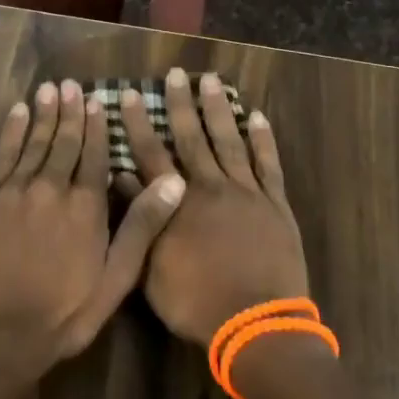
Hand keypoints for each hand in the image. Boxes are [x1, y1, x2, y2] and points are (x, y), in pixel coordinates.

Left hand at [0, 79, 184, 383]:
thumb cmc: (65, 312)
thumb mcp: (116, 278)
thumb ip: (142, 226)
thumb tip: (174, 181)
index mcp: (86, 206)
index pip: (95, 155)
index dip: (98, 126)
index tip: (99, 100)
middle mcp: (52, 188)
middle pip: (64, 141)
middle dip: (71, 112)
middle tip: (73, 85)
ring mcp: (16, 191)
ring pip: (35, 142)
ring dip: (44, 113)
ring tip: (50, 88)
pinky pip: (2, 156)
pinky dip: (12, 131)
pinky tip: (18, 113)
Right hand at [122, 68, 310, 346]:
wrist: (257, 324)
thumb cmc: (196, 303)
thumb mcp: (152, 268)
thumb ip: (140, 220)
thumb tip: (123, 180)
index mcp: (177, 202)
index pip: (151, 153)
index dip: (138, 124)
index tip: (129, 94)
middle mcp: (210, 187)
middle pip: (192, 137)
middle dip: (181, 104)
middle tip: (175, 74)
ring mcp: (247, 192)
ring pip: (229, 141)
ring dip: (220, 110)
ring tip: (212, 80)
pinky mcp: (275, 204)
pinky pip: (268, 164)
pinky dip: (263, 139)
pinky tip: (257, 117)